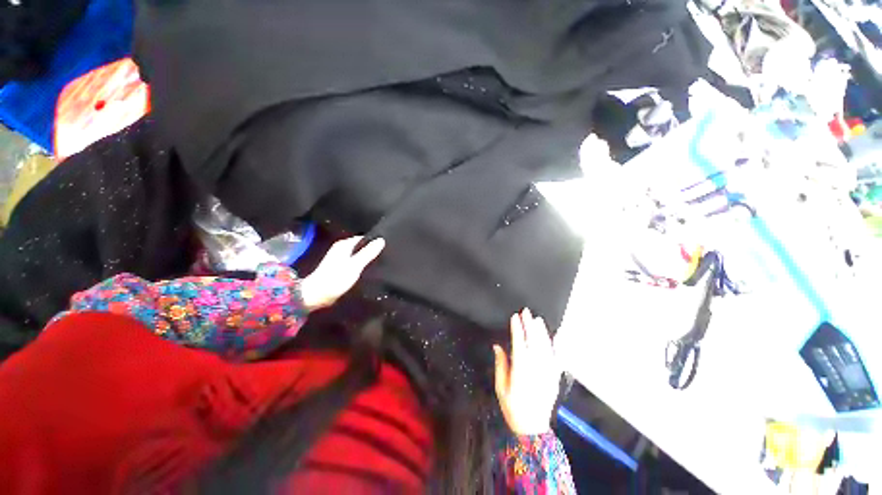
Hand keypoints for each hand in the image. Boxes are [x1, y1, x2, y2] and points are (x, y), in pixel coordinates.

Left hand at [299, 236, 384, 310]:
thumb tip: (381, 240)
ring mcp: (340, 258)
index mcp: (344, 245)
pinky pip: (355, 262)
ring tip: (381, 263)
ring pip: (358, 254)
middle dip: (372, 250)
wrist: (317, 295)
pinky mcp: (340, 268)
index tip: (387, 247)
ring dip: (367, 258)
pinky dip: (362, 265)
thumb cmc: (336, 278)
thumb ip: (368, 253)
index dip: (375, 242)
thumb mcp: (355, 265)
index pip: (364, 238)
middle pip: (361, 246)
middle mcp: (342, 249)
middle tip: (386, 256)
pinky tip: (369, 270)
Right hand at [493, 308, 561, 435]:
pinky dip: (555, 345)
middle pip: (533, 341)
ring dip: (541, 332)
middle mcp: (536, 368)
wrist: (533, 428)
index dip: (517, 329)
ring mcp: (547, 372)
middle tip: (526, 312)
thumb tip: (498, 346)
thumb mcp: (501, 388)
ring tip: (537, 319)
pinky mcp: (554, 376)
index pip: (519, 344)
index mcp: (521, 370)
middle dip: (529, 325)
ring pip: (546, 347)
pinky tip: (554, 336)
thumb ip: (500, 365)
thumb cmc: (513, 407)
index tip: (514, 317)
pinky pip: (556, 357)